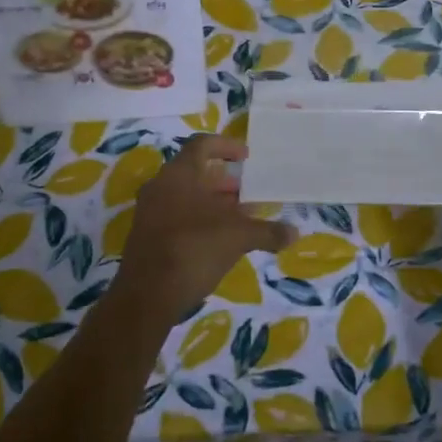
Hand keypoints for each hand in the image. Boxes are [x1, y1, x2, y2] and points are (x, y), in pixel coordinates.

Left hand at [110, 135, 295, 326]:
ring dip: (213, 203)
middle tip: (247, 191)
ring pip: (185, 196)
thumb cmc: (194, 249)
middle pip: (194, 172)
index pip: (202, 145)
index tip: (246, 157)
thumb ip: (267, 232)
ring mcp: (150, 212)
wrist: (147, 296)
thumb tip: (295, 233)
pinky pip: (177, 217)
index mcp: (178, 174)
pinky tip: (220, 240)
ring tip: (240, 217)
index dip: (226, 146)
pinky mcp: (147, 237)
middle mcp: (160, 187)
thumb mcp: (238, 237)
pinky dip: (200, 220)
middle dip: (223, 181)